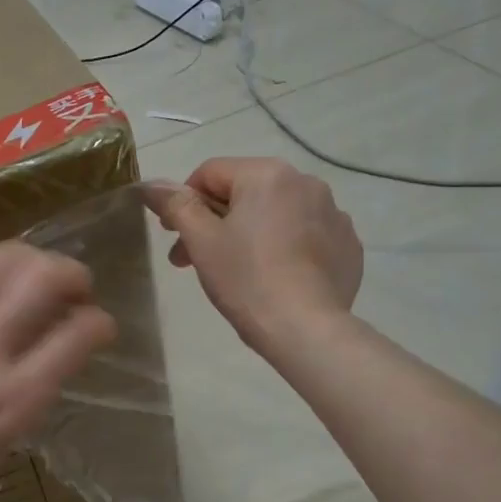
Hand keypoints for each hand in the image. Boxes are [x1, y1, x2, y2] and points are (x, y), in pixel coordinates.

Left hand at [0, 243, 115, 501]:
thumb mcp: (4, 443)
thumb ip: (35, 389)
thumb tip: (56, 342)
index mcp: (14, 399)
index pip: (78, 335)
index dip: (99, 322)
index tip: (97, 323)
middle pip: (43, 279)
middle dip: (72, 273)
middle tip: (71, 284)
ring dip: (26, 259)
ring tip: (26, 271)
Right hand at [148, 157, 362, 355]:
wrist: (306, 328)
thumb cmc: (246, 279)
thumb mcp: (202, 241)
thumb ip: (176, 205)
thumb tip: (152, 184)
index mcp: (267, 174)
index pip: (210, 173)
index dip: (184, 202)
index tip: (172, 236)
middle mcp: (306, 181)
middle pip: (244, 193)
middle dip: (214, 221)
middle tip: (192, 260)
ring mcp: (333, 213)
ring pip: (277, 213)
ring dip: (250, 233)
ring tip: (235, 271)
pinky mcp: (348, 244)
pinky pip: (306, 235)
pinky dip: (285, 248)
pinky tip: (275, 277)